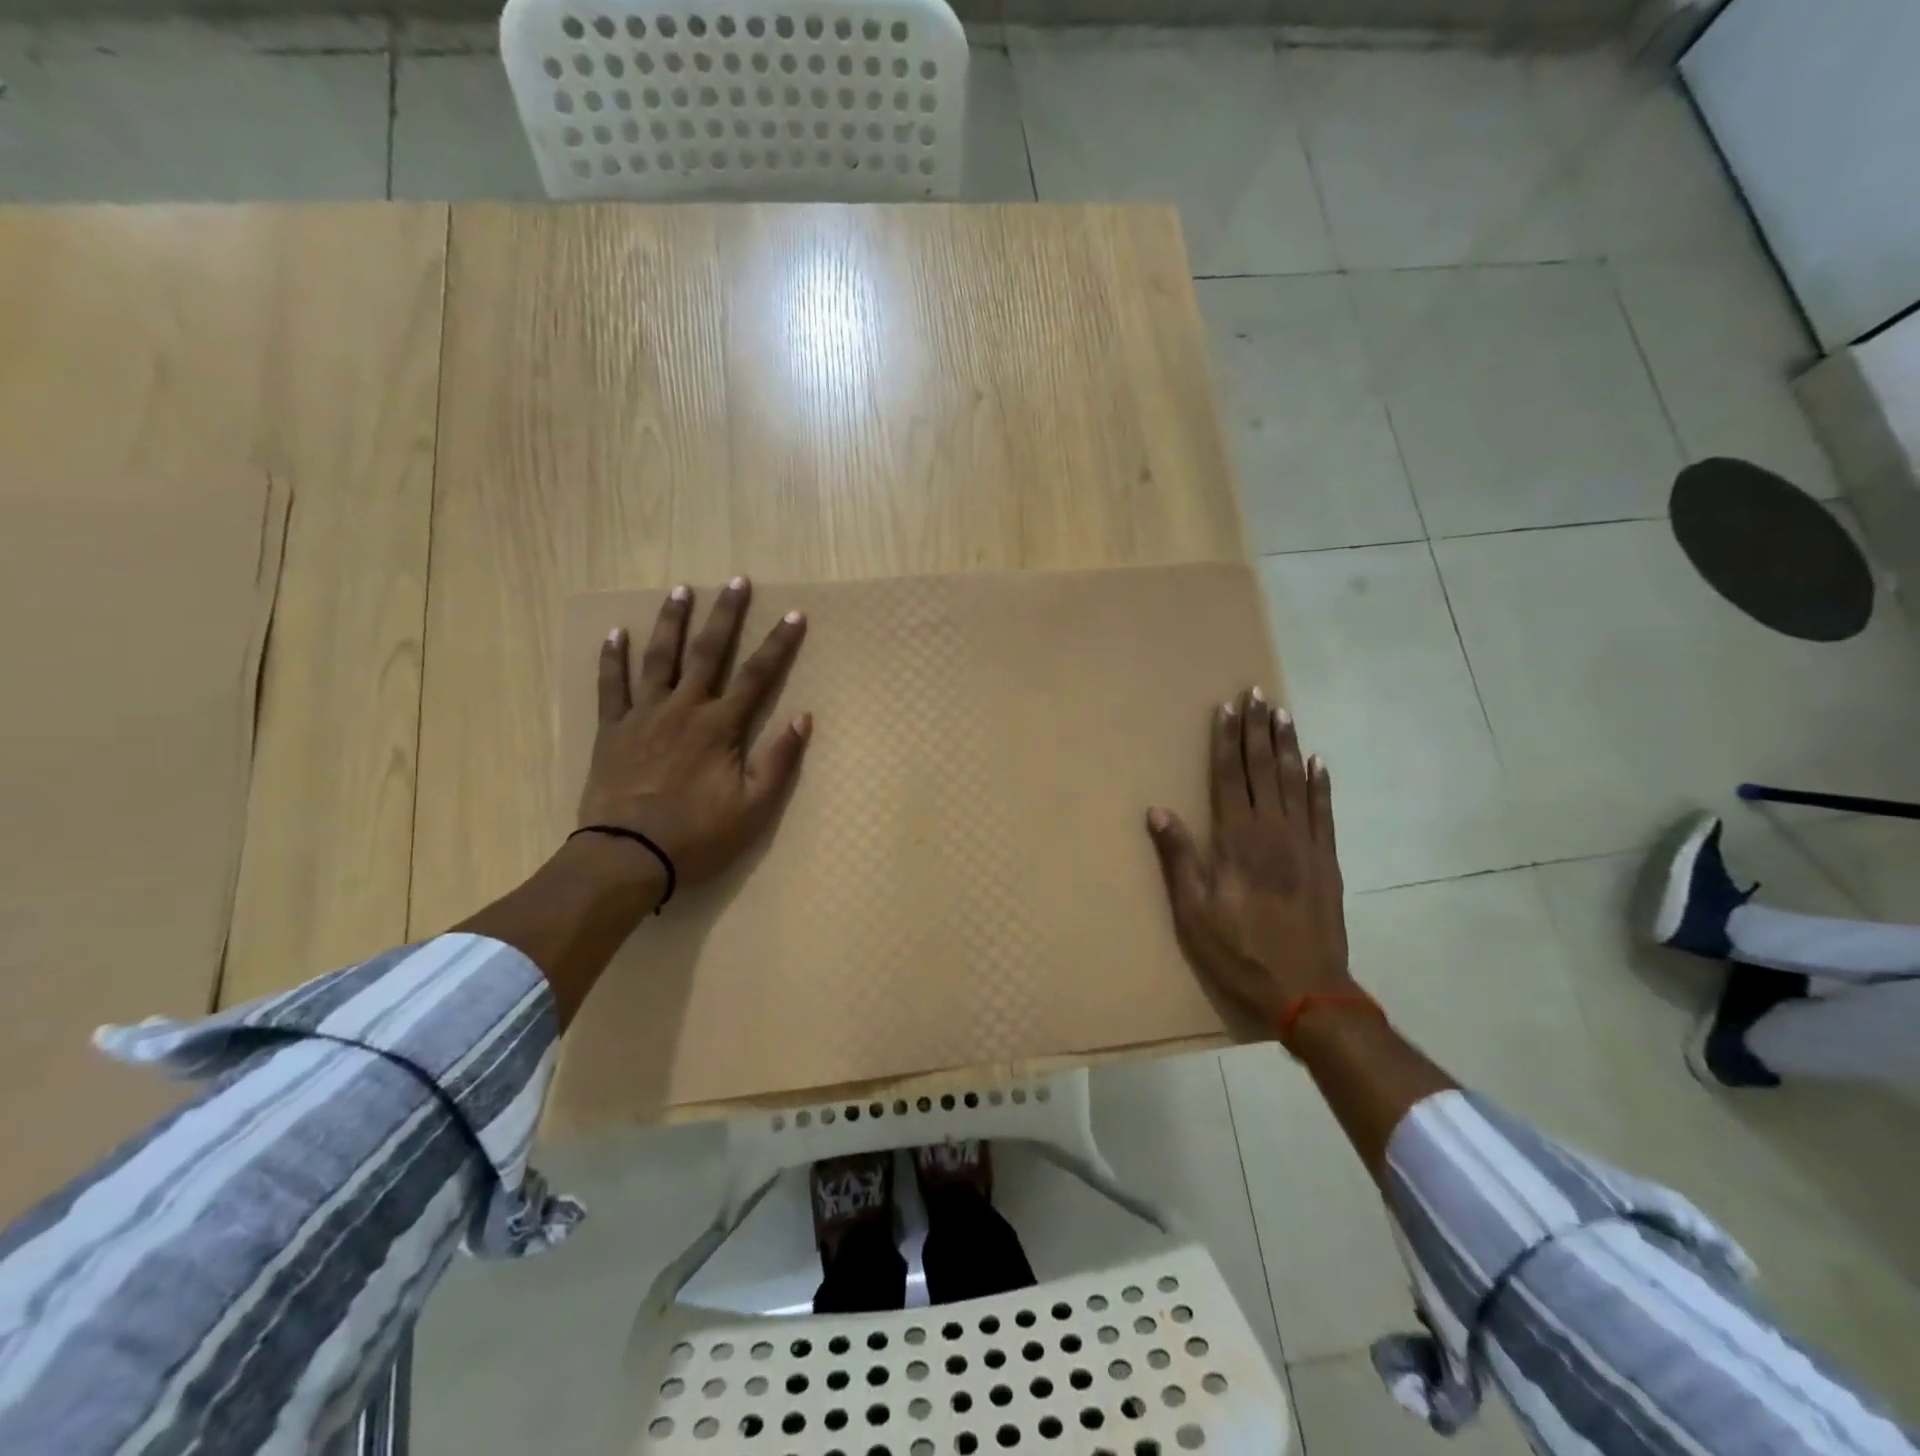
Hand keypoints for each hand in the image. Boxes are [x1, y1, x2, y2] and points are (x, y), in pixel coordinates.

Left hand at [577, 576, 810, 890]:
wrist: (627, 857)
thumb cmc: (697, 835)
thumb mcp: (753, 808)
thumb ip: (778, 761)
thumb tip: (803, 718)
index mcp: (719, 727)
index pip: (757, 675)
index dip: (778, 644)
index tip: (795, 615)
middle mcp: (683, 709)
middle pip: (707, 652)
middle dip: (725, 615)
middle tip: (736, 581)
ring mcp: (643, 715)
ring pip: (658, 658)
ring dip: (672, 622)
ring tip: (681, 590)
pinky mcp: (612, 730)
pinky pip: (610, 686)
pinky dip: (612, 659)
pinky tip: (616, 634)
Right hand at [1146, 689, 1353, 1030]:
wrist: (1307, 988)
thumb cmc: (1240, 951)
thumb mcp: (1193, 912)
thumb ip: (1179, 858)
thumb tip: (1158, 811)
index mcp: (1237, 840)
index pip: (1229, 777)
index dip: (1227, 741)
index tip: (1227, 708)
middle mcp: (1272, 830)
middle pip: (1262, 769)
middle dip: (1258, 730)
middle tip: (1256, 694)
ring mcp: (1305, 843)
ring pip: (1294, 781)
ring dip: (1287, 745)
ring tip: (1283, 713)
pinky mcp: (1327, 860)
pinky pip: (1324, 811)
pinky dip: (1320, 784)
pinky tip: (1318, 761)